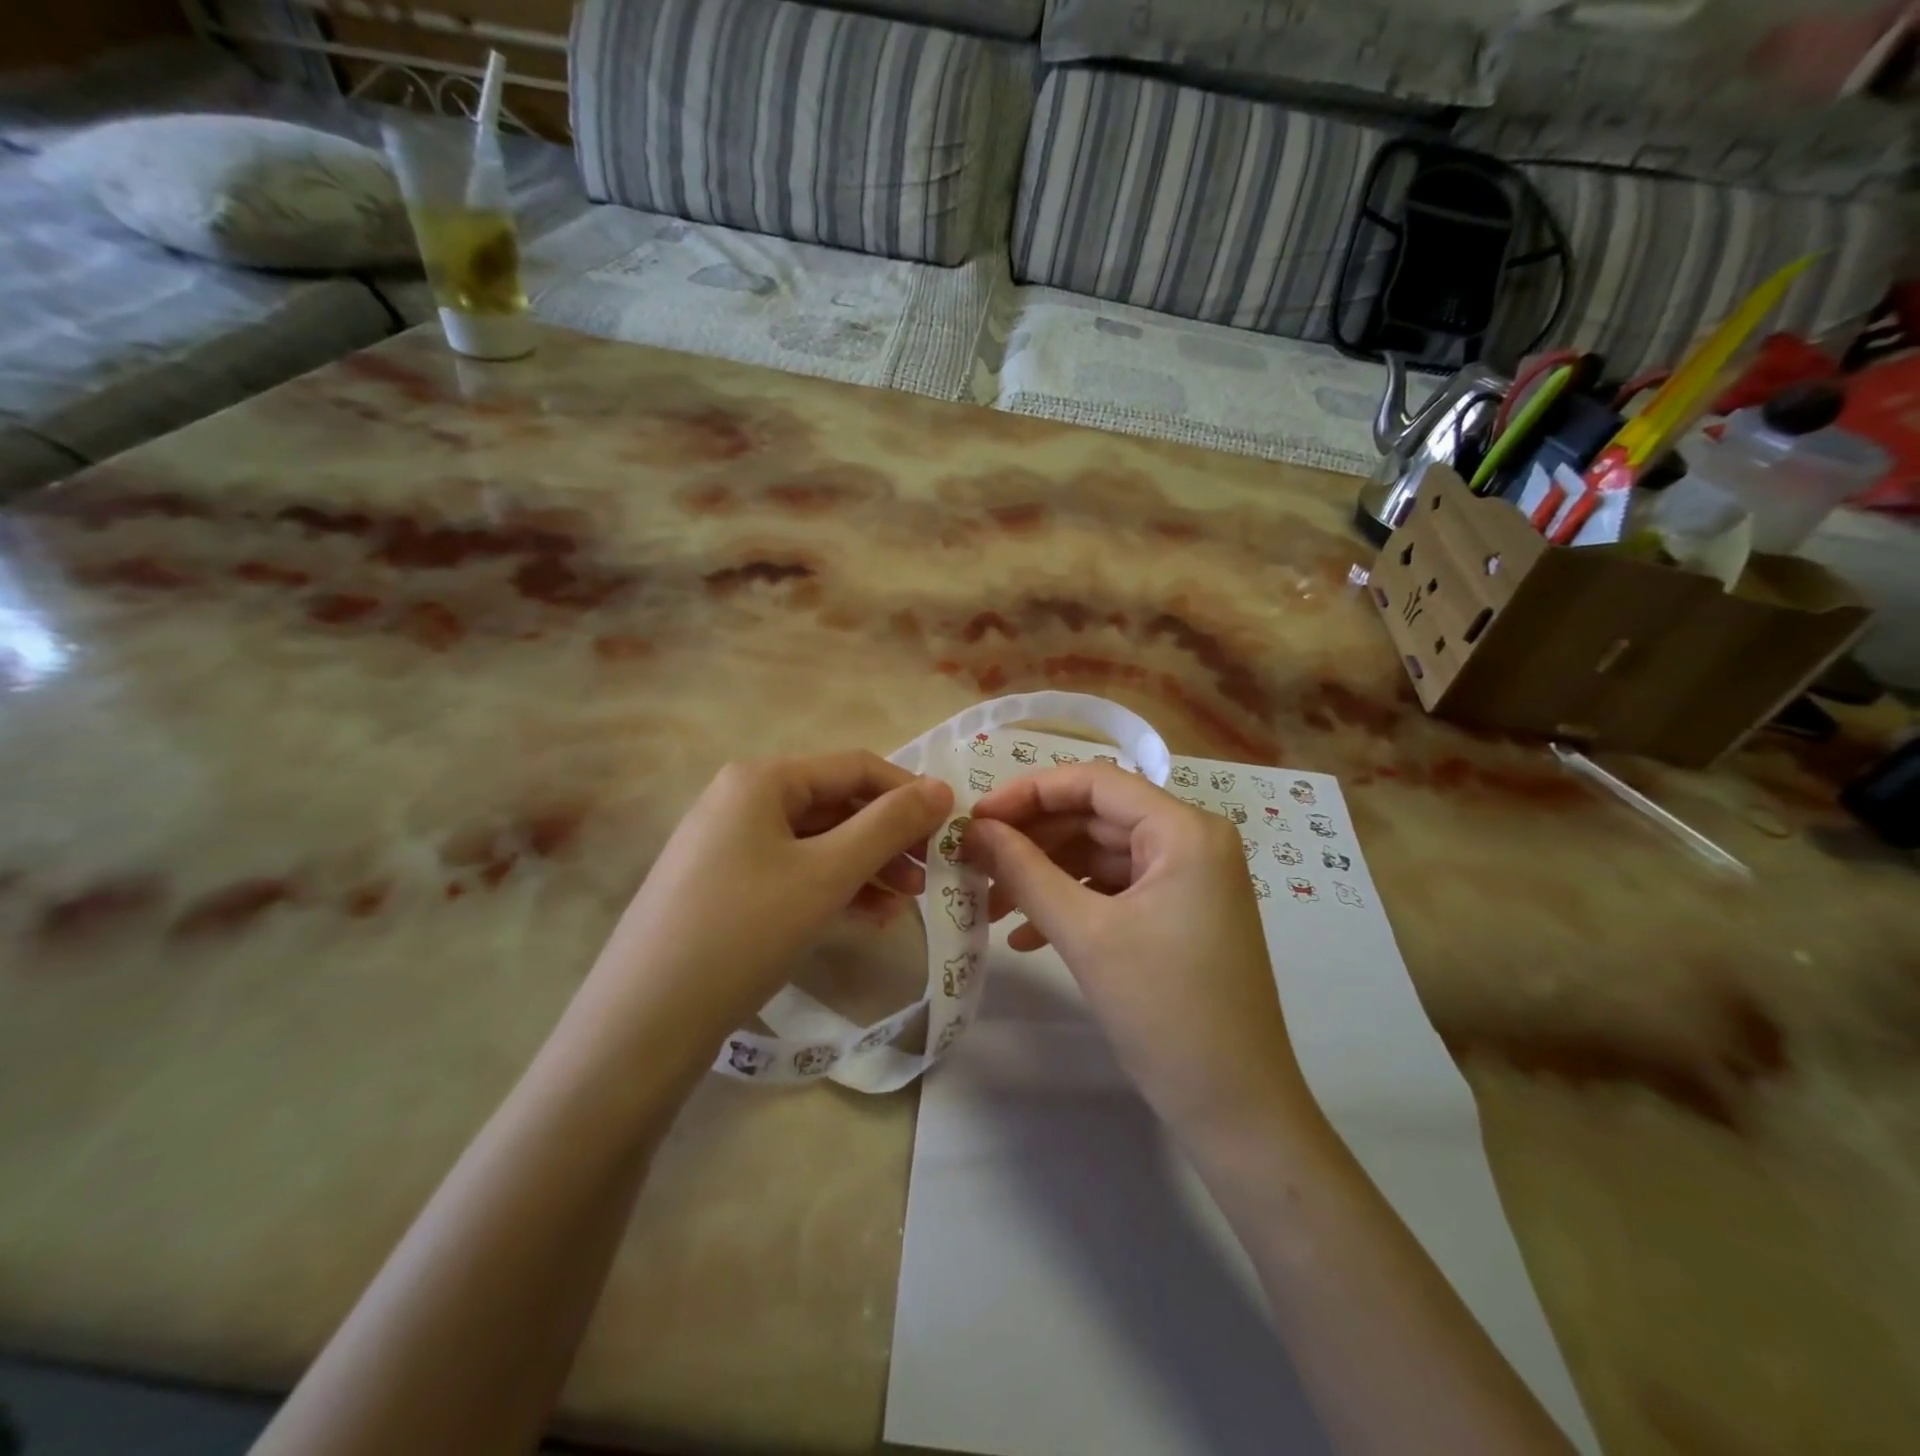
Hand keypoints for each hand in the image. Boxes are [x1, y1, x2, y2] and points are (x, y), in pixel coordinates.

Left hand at [588, 753, 953, 1055]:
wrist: (644, 1021)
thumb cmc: (744, 931)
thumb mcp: (827, 874)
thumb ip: (888, 825)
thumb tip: (942, 788)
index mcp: (762, 779)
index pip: (854, 767)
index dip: (908, 793)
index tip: (952, 827)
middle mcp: (741, 798)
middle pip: (835, 804)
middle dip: (888, 838)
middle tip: (931, 875)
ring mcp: (728, 843)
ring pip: (817, 842)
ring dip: (866, 867)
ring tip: (906, 904)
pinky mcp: (723, 884)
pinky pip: (793, 871)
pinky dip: (833, 888)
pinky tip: (867, 918)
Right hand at [964, 764, 1311, 1137]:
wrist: (1236, 1109)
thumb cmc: (1165, 1012)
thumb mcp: (1086, 935)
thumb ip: (1025, 872)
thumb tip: (974, 828)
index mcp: (1185, 830)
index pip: (1095, 782)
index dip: (1029, 793)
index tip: (975, 818)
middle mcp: (1192, 841)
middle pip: (1095, 818)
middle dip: (1032, 841)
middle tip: (973, 862)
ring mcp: (1188, 879)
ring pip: (1099, 856)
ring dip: (1044, 877)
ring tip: (990, 906)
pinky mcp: (1179, 914)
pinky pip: (1114, 890)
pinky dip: (1070, 905)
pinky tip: (1027, 937)